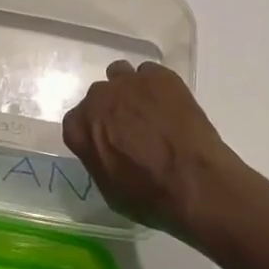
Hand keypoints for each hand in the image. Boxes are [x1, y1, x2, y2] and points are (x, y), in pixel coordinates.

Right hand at [61, 61, 255, 235]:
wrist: (193, 180)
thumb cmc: (148, 195)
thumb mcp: (109, 189)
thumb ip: (98, 158)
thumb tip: (105, 149)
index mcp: (80, 127)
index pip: (76, 122)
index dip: (92, 132)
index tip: (106, 142)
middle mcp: (99, 98)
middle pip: (99, 96)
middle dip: (110, 109)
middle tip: (130, 128)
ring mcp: (130, 81)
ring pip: (121, 75)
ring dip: (129, 90)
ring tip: (148, 110)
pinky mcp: (159, 75)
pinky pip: (150, 73)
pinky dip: (156, 86)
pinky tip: (169, 104)